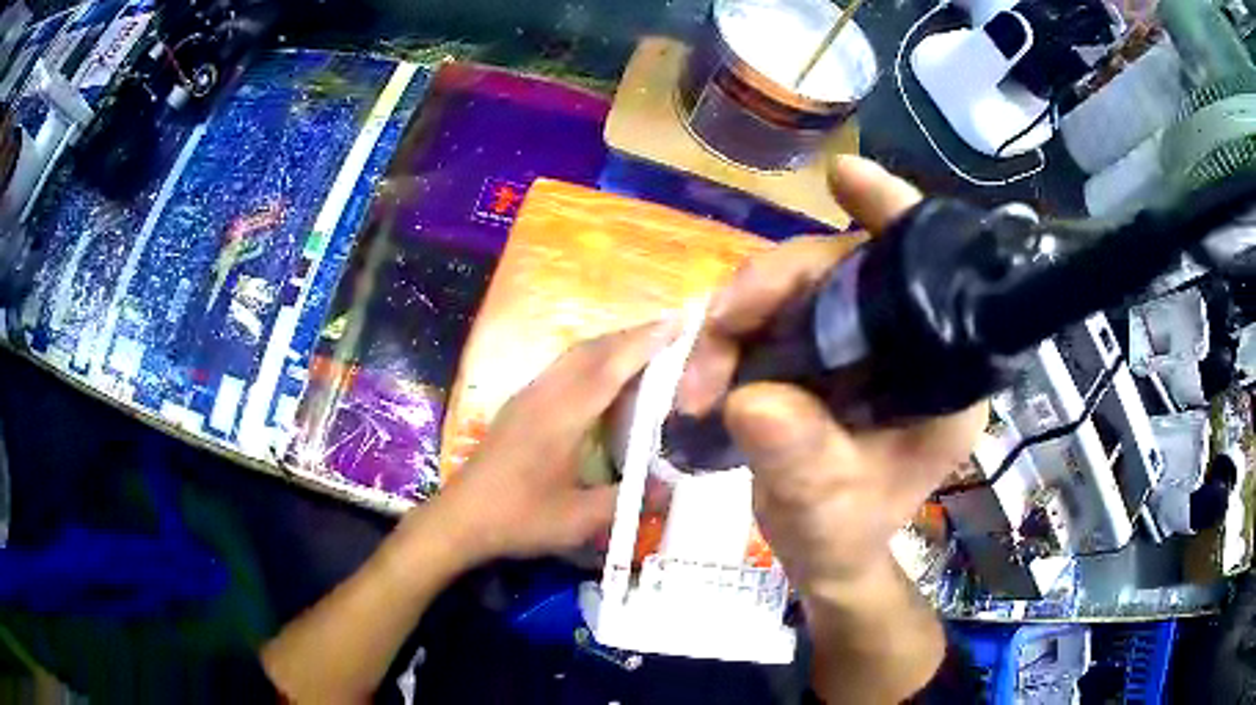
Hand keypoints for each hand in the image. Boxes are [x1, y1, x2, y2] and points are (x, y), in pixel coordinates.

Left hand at [431, 319, 679, 565]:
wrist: (460, 518)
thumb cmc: (518, 519)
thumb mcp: (579, 520)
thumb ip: (627, 500)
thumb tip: (671, 487)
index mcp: (561, 418)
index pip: (610, 368)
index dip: (645, 342)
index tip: (679, 321)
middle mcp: (543, 395)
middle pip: (591, 350)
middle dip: (632, 335)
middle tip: (671, 331)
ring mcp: (528, 396)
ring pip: (574, 355)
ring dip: (610, 344)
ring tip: (645, 348)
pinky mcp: (519, 405)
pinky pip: (562, 367)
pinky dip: (592, 359)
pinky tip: (603, 377)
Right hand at [677, 156, 986, 591]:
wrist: (824, 555)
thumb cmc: (843, 536)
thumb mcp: (824, 509)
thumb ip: (800, 459)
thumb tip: (750, 400)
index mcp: (942, 376)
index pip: (933, 274)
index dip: (892, 215)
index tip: (845, 178)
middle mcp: (910, 343)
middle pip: (844, 270)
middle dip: (771, 289)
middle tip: (714, 334)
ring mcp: (864, 341)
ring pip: (801, 287)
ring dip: (740, 317)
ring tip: (699, 379)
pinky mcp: (827, 348)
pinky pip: (779, 312)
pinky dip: (737, 332)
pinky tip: (710, 367)